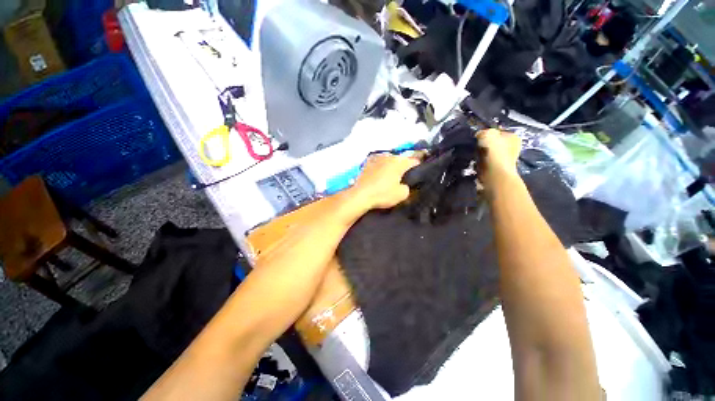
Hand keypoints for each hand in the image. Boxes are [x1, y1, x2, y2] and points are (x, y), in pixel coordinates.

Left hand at [350, 154, 419, 209]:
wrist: (360, 195)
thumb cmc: (382, 194)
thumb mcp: (401, 195)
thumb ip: (407, 188)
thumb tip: (404, 184)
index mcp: (399, 162)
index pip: (414, 161)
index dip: (418, 168)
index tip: (417, 176)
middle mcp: (389, 156)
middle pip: (401, 160)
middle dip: (403, 167)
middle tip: (403, 178)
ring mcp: (376, 158)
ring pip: (389, 160)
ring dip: (391, 166)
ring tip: (389, 177)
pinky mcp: (367, 163)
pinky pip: (378, 163)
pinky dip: (380, 167)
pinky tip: (378, 175)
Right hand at [477, 128, 521, 186]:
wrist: (494, 174)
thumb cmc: (494, 152)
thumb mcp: (487, 134)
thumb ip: (483, 132)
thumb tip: (479, 135)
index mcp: (513, 137)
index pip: (498, 131)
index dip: (487, 133)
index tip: (478, 137)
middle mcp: (512, 147)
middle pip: (494, 143)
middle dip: (484, 144)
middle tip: (476, 146)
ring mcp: (505, 159)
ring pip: (489, 153)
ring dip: (481, 154)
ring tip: (475, 155)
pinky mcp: (497, 169)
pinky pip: (486, 162)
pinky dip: (480, 163)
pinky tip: (477, 163)